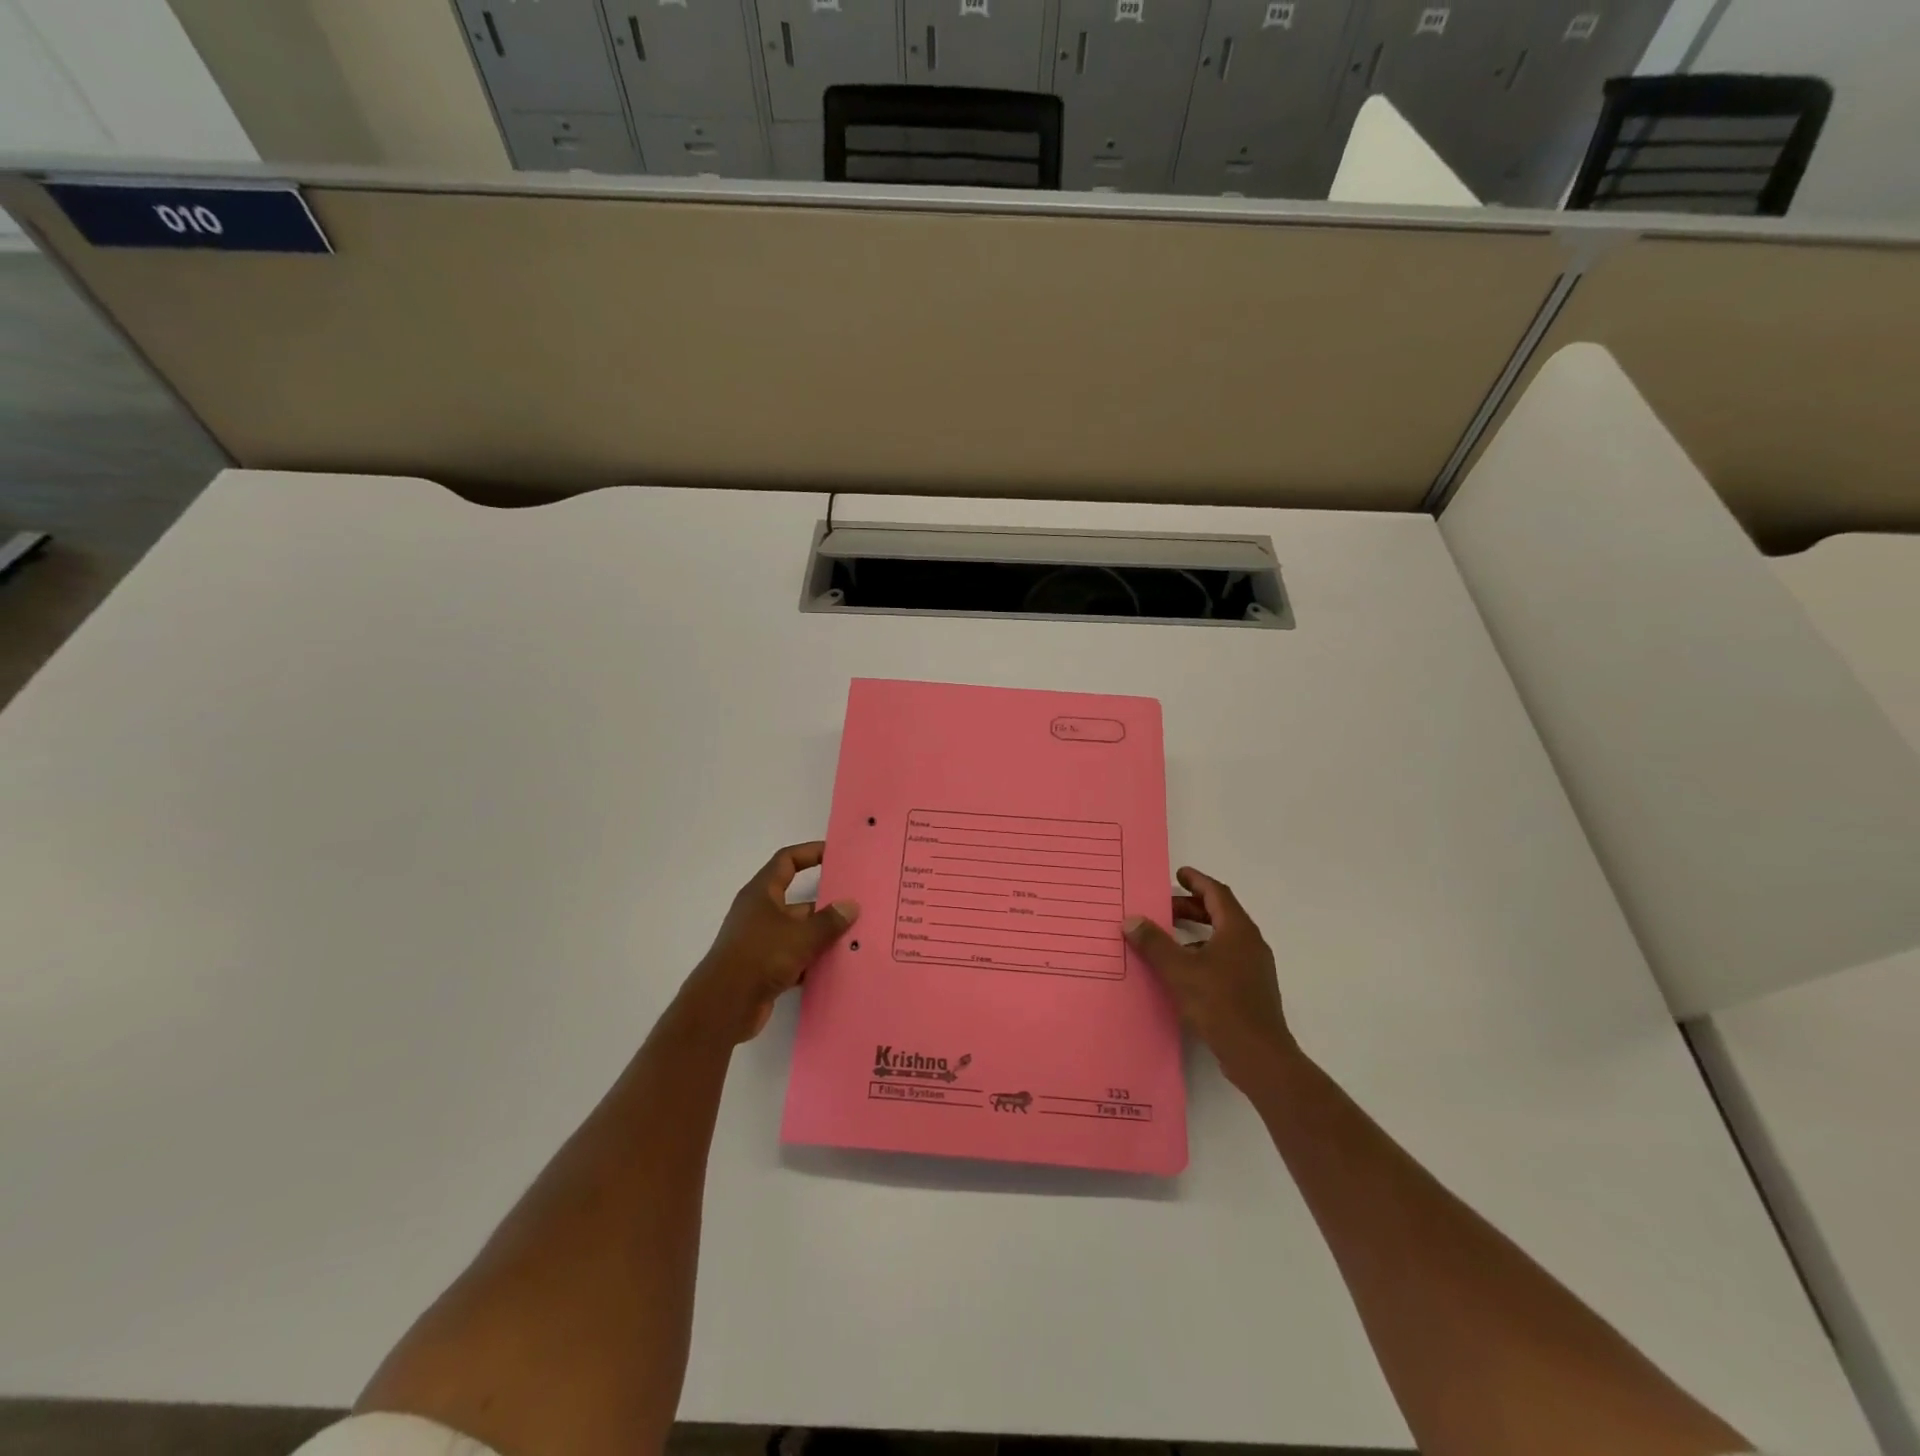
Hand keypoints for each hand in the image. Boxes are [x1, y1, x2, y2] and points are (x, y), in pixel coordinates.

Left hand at [680, 841, 858, 1043]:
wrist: (724, 1005)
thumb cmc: (760, 956)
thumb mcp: (801, 935)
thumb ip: (828, 921)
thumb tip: (851, 905)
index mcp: (762, 893)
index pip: (787, 861)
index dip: (810, 853)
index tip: (836, 854)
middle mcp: (760, 913)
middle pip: (798, 900)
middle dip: (826, 903)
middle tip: (857, 904)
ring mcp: (761, 941)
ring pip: (799, 931)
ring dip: (822, 935)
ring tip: (856, 937)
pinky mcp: (764, 968)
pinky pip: (795, 957)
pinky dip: (813, 961)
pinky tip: (838, 966)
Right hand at [1123, 866, 1294, 1088]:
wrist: (1259, 1054)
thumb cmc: (1219, 1003)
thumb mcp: (1179, 970)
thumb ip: (1154, 943)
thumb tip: (1132, 920)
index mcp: (1237, 930)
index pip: (1217, 893)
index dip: (1197, 881)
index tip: (1178, 874)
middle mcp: (1250, 943)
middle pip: (1220, 914)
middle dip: (1192, 907)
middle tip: (1164, 908)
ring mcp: (1254, 967)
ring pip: (1223, 937)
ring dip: (1197, 931)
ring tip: (1168, 938)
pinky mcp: (1251, 989)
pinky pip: (1225, 958)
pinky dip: (1203, 952)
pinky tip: (1183, 970)